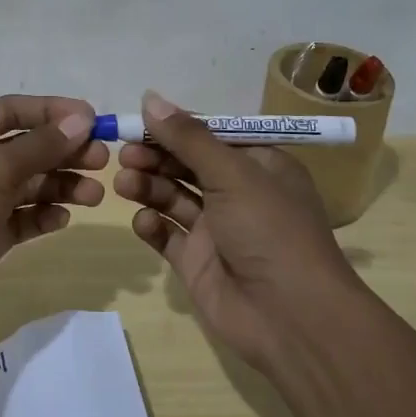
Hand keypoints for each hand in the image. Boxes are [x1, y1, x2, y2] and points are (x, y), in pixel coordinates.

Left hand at [0, 94, 107, 334]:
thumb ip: (41, 144)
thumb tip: (82, 118)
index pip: (14, 110)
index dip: (54, 112)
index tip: (94, 119)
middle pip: (26, 147)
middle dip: (64, 152)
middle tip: (102, 161)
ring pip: (28, 184)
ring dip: (61, 186)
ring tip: (94, 195)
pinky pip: (22, 218)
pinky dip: (43, 216)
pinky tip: (62, 218)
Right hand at [115, 90, 356, 370]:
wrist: (291, 318)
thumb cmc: (270, 230)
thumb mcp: (233, 173)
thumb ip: (188, 137)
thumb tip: (150, 98)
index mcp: (259, 166)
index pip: (210, 136)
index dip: (175, 127)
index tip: (139, 120)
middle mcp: (238, 193)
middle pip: (186, 164)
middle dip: (155, 156)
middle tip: (125, 154)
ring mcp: (216, 229)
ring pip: (173, 197)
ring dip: (148, 186)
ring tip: (124, 183)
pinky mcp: (197, 262)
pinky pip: (167, 235)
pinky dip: (152, 225)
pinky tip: (144, 221)